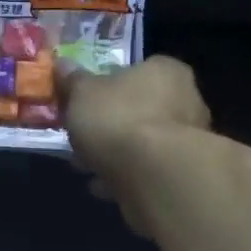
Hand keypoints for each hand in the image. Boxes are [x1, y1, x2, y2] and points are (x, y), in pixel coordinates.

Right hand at [62, 56, 211, 233]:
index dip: (106, 86)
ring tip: (85, 166)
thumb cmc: (118, 119)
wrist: (152, 175)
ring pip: (142, 143)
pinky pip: (146, 170)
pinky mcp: (181, 174)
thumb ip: (73, 80)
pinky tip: (101, 186)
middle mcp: (186, 100)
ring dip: (115, 154)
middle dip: (109, 125)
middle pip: (139, 109)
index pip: (136, 71)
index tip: (84, 103)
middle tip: (81, 137)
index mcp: (165, 71)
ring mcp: (188, 140)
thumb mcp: (82, 93)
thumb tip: (63, 64)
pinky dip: (124, 177)